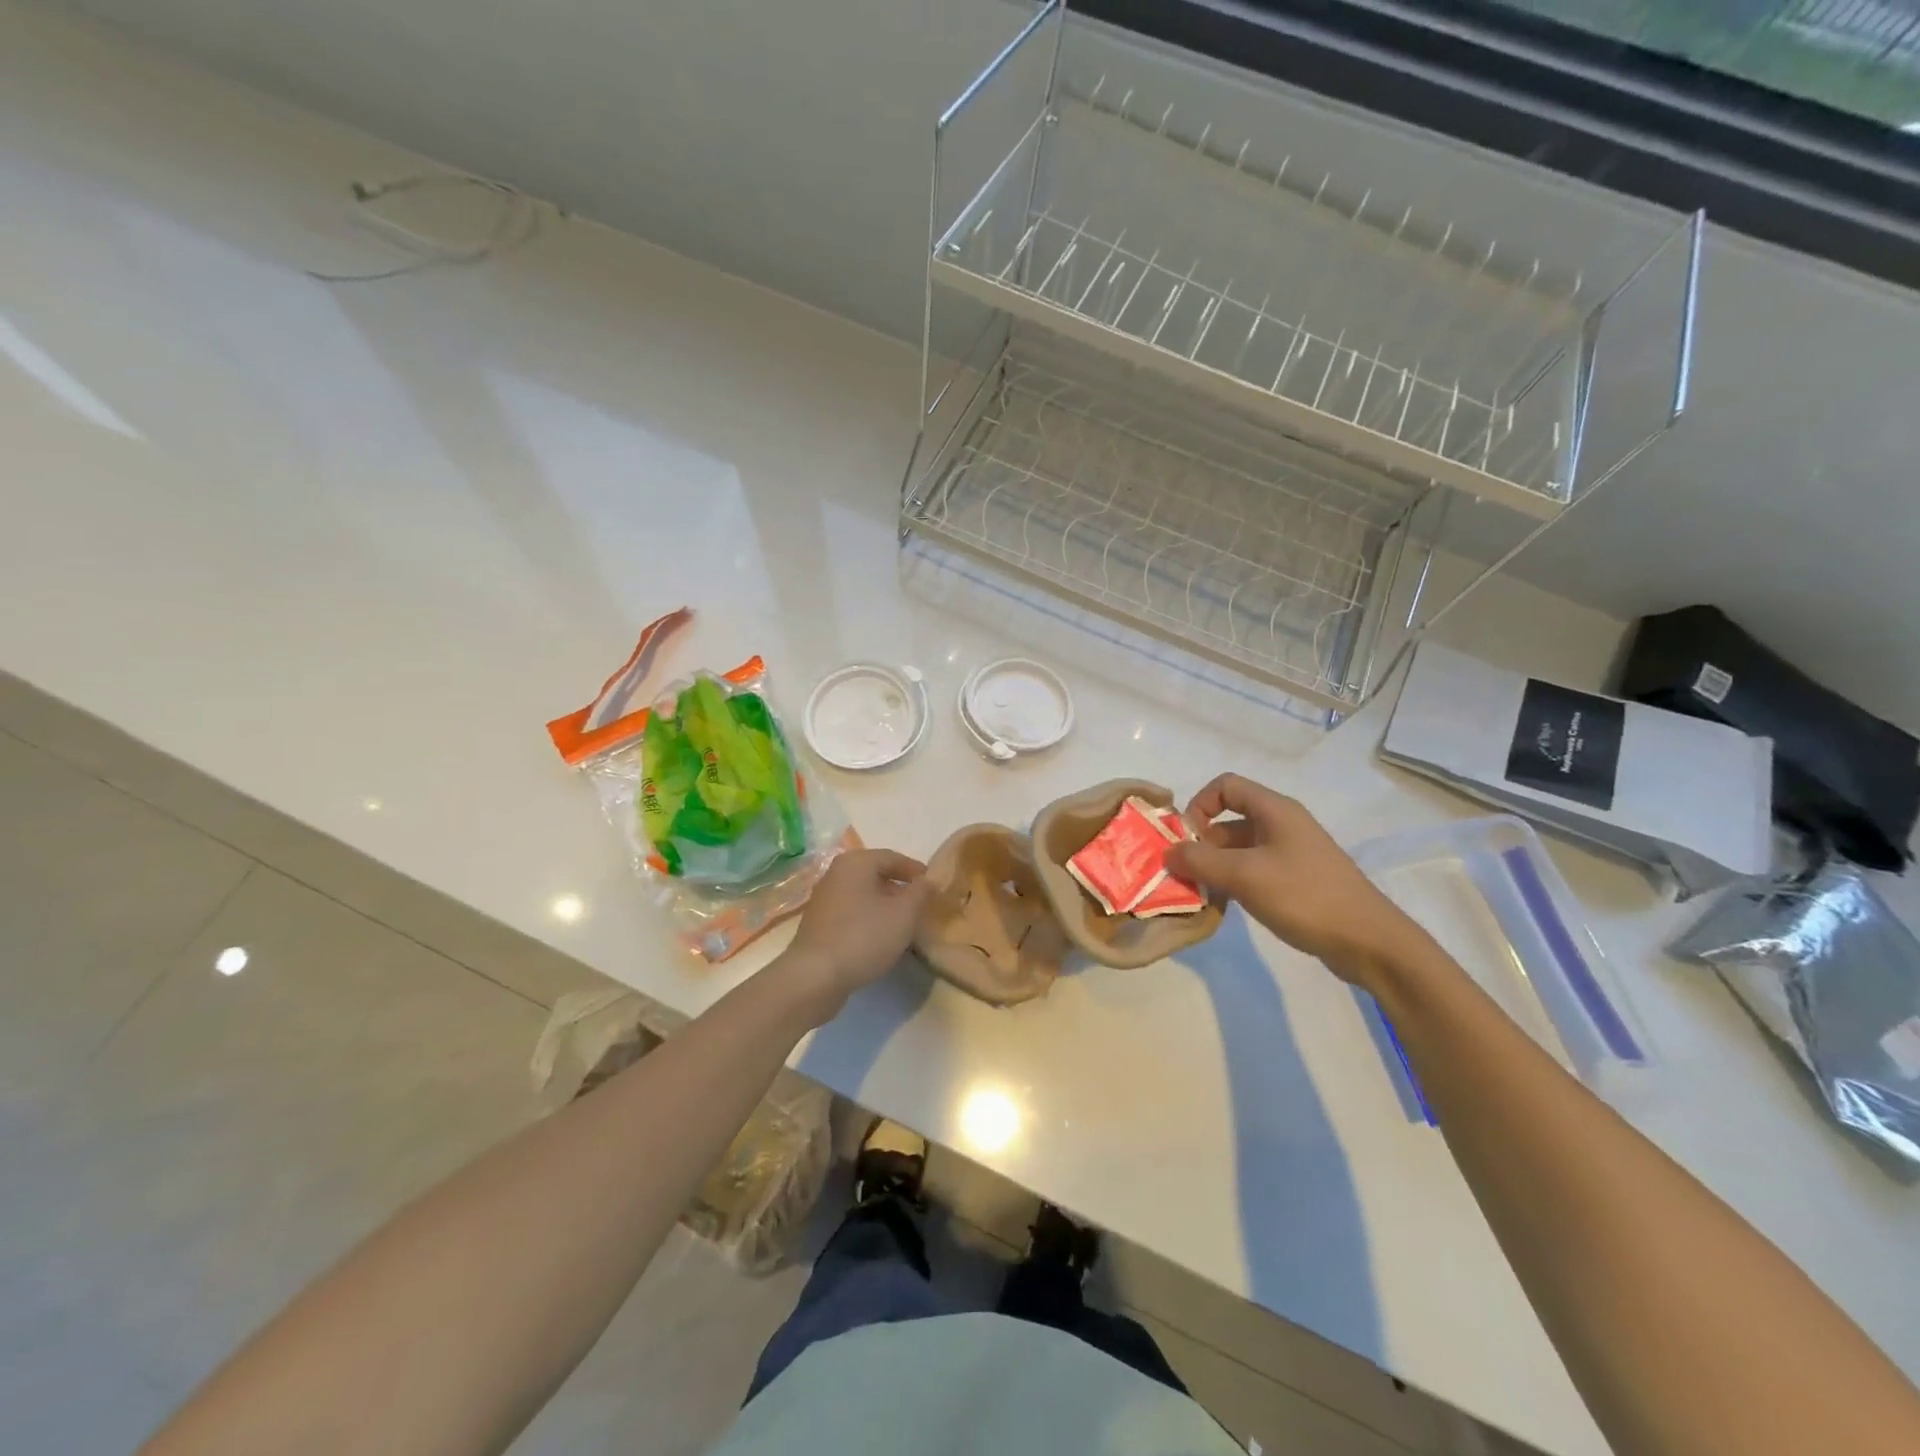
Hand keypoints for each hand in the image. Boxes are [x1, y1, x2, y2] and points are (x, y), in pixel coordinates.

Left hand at [778, 849, 931, 1024]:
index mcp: (856, 862)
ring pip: (864, 895)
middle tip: (922, 908)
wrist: (815, 976)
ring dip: (885, 906)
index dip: (917, 871)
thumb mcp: (904, 914)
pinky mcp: (819, 923)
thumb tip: (929, 881)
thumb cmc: (864, 937)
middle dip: (901, 890)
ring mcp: (824, 899)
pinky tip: (879, 939)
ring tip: (904, 926)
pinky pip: (852, 912)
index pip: (894, 857)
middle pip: (877, 875)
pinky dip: (869, 920)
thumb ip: (922, 892)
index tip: (935, 888)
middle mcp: (836, 873)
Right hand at [1167, 773, 1428, 984]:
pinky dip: (1235, 882)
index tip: (1186, 840)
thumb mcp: (1244, 876)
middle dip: (1202, 843)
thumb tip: (1168, 853)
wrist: (1369, 942)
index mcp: (1275, 810)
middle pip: (1229, 819)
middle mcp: (1283, 824)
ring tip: (1203, 893)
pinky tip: (1227, 906)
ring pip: (1239, 848)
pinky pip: (1254, 870)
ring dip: (1216, 866)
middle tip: (1186, 874)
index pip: (1225, 786)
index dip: (1199, 805)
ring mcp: (1292, 853)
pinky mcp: (1297, 880)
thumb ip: (1200, 861)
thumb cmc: (1305, 897)